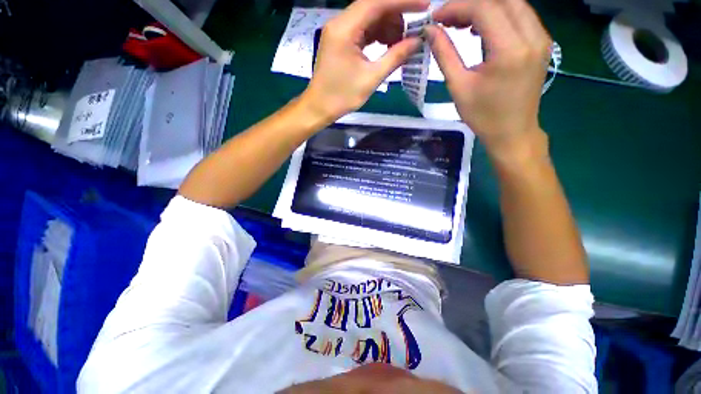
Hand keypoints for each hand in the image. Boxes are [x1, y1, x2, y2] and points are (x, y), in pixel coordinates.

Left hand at [301, 0, 428, 122]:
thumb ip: (395, 57)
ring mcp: (339, 31)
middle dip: (396, 15)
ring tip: (402, 43)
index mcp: (344, 29)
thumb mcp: (371, 78)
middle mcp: (340, 23)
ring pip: (369, 18)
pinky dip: (377, 35)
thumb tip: (417, 41)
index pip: (377, 2)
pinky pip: (363, 30)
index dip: (403, 1)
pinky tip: (388, 46)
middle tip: (414, 31)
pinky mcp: (341, 41)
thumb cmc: (342, 96)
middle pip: (373, 7)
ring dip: (388, 26)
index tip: (425, 5)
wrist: (319, 107)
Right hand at [426, 0, 551, 158]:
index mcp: (509, 50)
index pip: (484, 8)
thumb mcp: (458, 87)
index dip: (456, 7)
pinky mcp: (542, 43)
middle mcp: (532, 36)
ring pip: (513, 3)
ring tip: (462, 23)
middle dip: (470, 4)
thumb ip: (444, 54)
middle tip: (448, 19)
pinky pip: (521, 15)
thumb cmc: (482, 116)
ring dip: (486, 7)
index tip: (436, 18)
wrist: (512, 132)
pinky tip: (482, 29)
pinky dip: (499, 14)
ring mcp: (541, 38)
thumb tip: (430, 31)